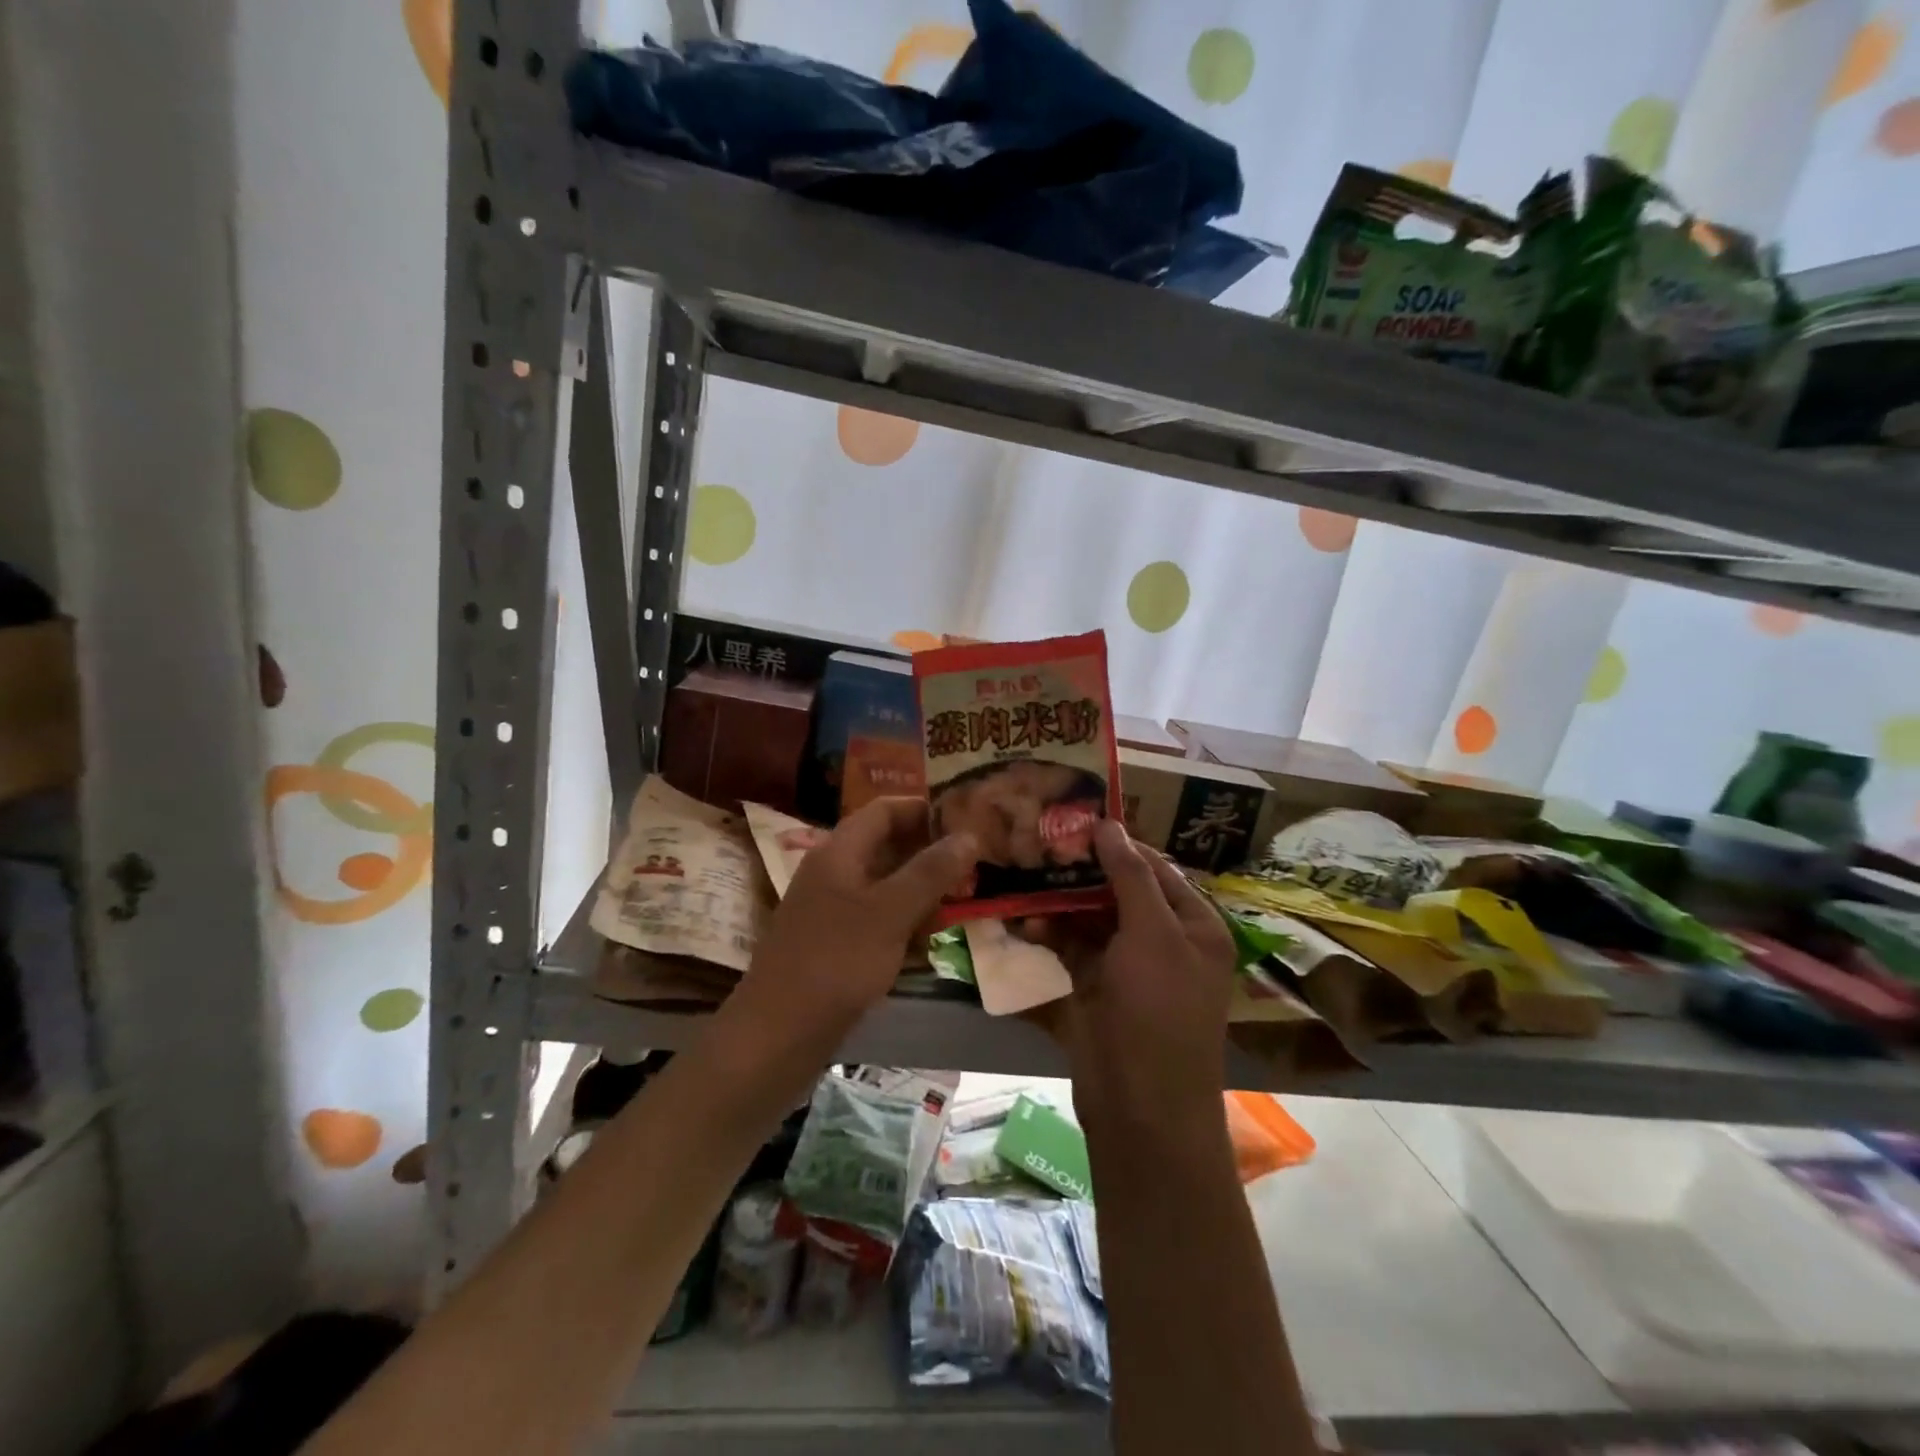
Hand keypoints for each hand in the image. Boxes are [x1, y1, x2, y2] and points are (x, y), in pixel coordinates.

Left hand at [743, 797, 976, 1032]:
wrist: (777, 1035)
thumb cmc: (836, 962)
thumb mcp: (891, 912)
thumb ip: (931, 872)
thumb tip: (969, 834)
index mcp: (839, 852)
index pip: (884, 810)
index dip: (924, 810)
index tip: (965, 821)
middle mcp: (832, 872)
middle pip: (885, 846)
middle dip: (928, 855)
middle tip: (971, 867)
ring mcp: (830, 909)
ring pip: (884, 886)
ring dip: (920, 891)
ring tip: (958, 904)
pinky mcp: (834, 943)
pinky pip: (875, 919)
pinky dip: (902, 922)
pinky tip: (925, 943)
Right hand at [1039, 821, 1235, 1127]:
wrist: (1140, 1107)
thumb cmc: (1159, 1011)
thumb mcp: (1153, 934)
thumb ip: (1130, 877)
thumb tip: (1109, 824)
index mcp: (1194, 926)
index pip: (1155, 868)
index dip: (1119, 844)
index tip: (1075, 823)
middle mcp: (1164, 941)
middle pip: (1120, 891)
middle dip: (1082, 873)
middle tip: (1040, 848)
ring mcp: (1128, 968)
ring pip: (1091, 919)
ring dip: (1060, 903)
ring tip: (1026, 880)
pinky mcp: (1096, 990)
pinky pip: (1072, 950)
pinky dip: (1051, 935)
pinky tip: (1025, 923)